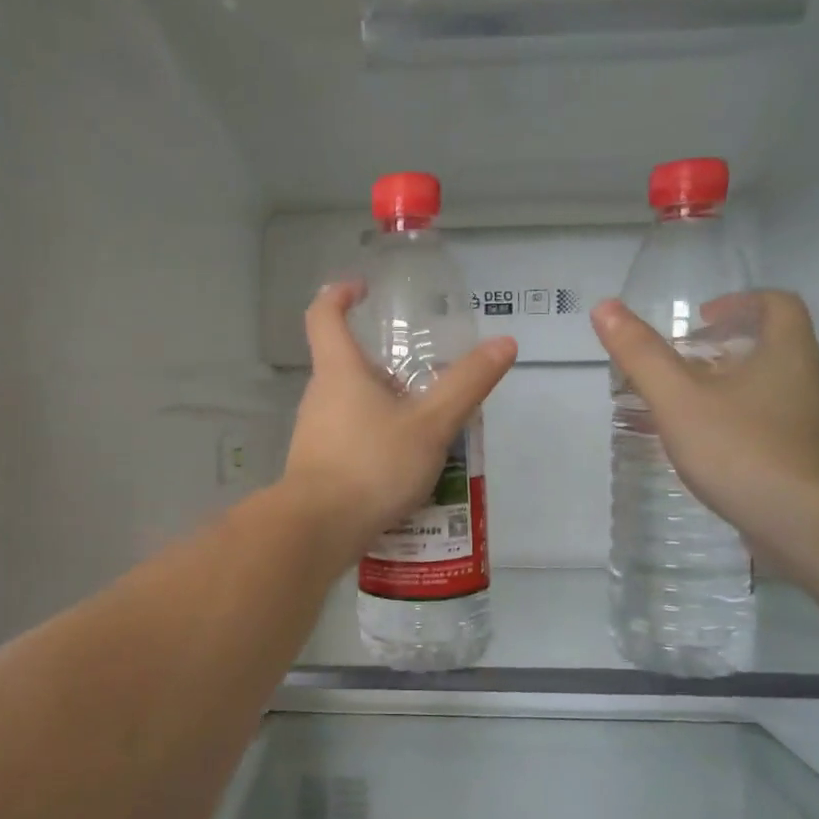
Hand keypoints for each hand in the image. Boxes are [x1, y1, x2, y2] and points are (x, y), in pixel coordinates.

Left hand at [282, 281, 516, 559]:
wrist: (318, 529)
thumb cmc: (372, 465)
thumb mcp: (431, 425)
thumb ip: (467, 384)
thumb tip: (504, 344)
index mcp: (339, 370)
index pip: (324, 314)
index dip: (340, 294)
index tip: (363, 289)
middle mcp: (320, 395)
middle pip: (346, 364)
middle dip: (384, 366)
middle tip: (426, 380)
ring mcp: (314, 432)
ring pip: (351, 406)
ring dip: (384, 408)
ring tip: (427, 431)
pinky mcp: (316, 465)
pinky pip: (349, 439)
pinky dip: (376, 441)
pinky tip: (405, 470)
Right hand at [591, 291, 818, 557]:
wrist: (805, 524)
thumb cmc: (741, 448)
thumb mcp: (678, 398)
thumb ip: (641, 355)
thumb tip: (604, 308)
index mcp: (786, 353)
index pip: (776, 305)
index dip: (737, 302)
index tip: (699, 319)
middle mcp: (805, 381)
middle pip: (767, 347)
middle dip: (719, 348)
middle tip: (677, 362)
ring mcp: (806, 423)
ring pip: (762, 388)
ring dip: (721, 387)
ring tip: (676, 404)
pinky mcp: (800, 458)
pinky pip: (762, 424)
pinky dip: (729, 422)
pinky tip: (698, 446)